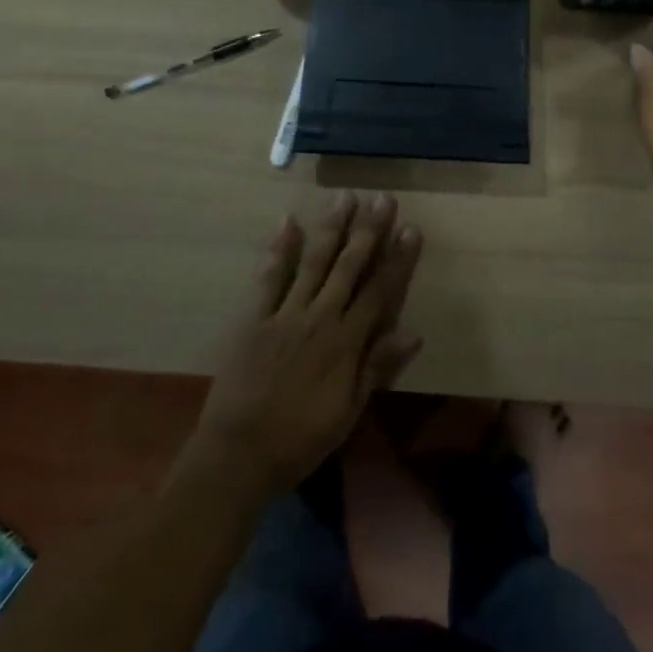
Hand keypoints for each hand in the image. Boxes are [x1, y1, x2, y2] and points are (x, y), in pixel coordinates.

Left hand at [192, 192, 423, 496]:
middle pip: (349, 266)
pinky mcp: (255, 316)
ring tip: (345, 197)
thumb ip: (378, 367)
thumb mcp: (348, 411)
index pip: (380, 291)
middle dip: (368, 231)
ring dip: (331, 228)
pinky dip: (280, 248)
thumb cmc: (300, 438)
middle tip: (382, 198)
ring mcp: (286, 313)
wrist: (239, 454)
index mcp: (346, 342)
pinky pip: (270, 277)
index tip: (411, 228)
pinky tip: (288, 221)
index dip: (397, 259)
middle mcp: (320, 317)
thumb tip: (414, 332)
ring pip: (315, 261)